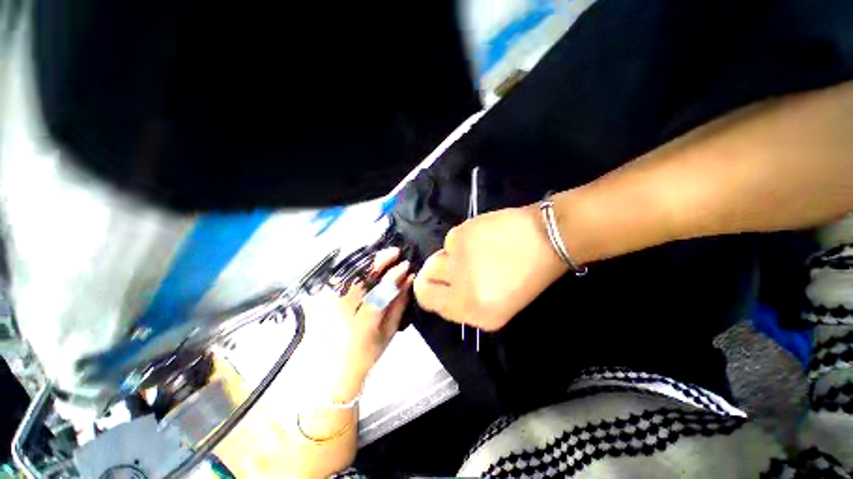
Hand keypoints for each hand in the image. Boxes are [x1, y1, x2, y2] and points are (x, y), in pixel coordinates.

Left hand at [300, 248, 413, 400]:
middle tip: (394, 252)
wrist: (329, 373)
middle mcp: (339, 309)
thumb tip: (408, 279)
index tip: (405, 264)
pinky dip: (353, 267)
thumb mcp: (388, 333)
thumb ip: (399, 304)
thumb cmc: (364, 356)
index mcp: (361, 323)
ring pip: (346, 271)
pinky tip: (365, 266)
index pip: (380, 291)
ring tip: (383, 257)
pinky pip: (337, 275)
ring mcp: (324, 301)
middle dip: (378, 260)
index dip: (394, 275)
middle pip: (358, 275)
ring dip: (367, 261)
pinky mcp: (317, 298)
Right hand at [414, 205, 567, 330]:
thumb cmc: (528, 277)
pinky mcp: (459, 235)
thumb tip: (443, 290)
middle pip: (423, 281)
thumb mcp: (499, 308)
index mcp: (472, 311)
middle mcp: (459, 290)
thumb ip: (465, 305)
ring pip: (437, 258)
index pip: (427, 301)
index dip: (429, 292)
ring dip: (450, 258)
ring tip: (474, 253)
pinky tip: (481, 239)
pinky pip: (450, 241)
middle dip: (431, 275)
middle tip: (449, 268)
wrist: (545, 238)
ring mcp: (457, 261)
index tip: (437, 285)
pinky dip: (461, 242)